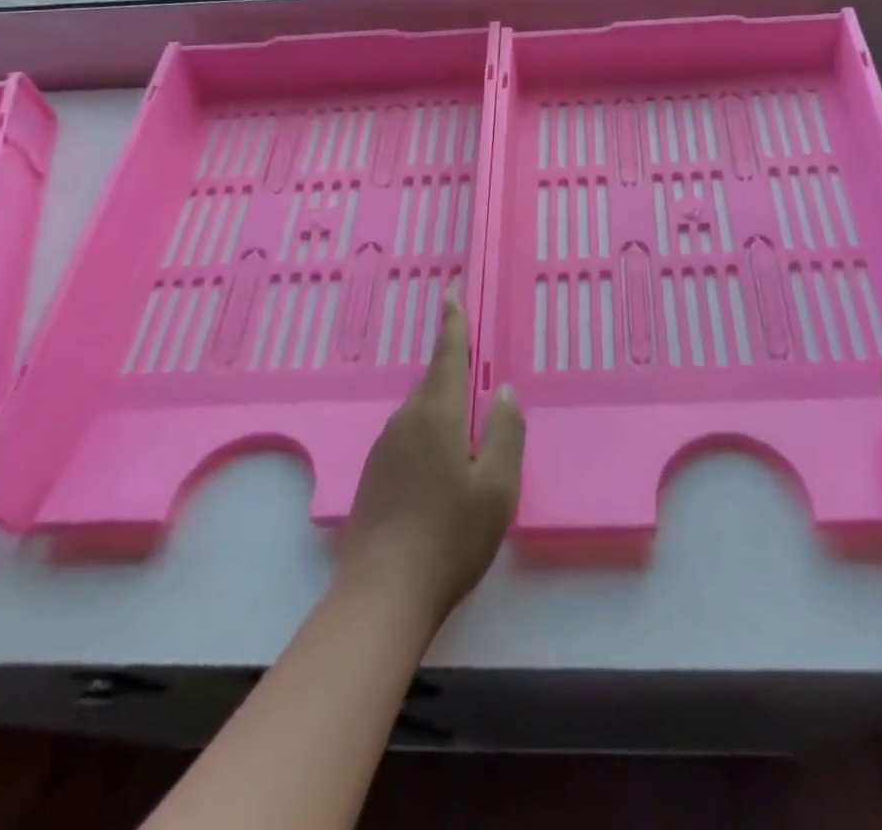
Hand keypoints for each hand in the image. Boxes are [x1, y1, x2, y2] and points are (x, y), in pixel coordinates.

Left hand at [338, 298, 524, 628]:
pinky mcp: (374, 475)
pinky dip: (431, 439)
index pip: (447, 351)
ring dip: (446, 413)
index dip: (453, 317)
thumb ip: (507, 431)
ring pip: (423, 413)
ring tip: (470, 441)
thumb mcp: (498, 486)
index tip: (452, 285)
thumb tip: (504, 390)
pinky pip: (410, 438)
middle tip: (482, 380)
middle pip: (436, 382)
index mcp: (437, 413)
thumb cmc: (450, 537)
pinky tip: (443, 474)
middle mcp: (405, 420)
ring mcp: (384, 448)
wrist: (381, 596)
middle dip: (456, 372)